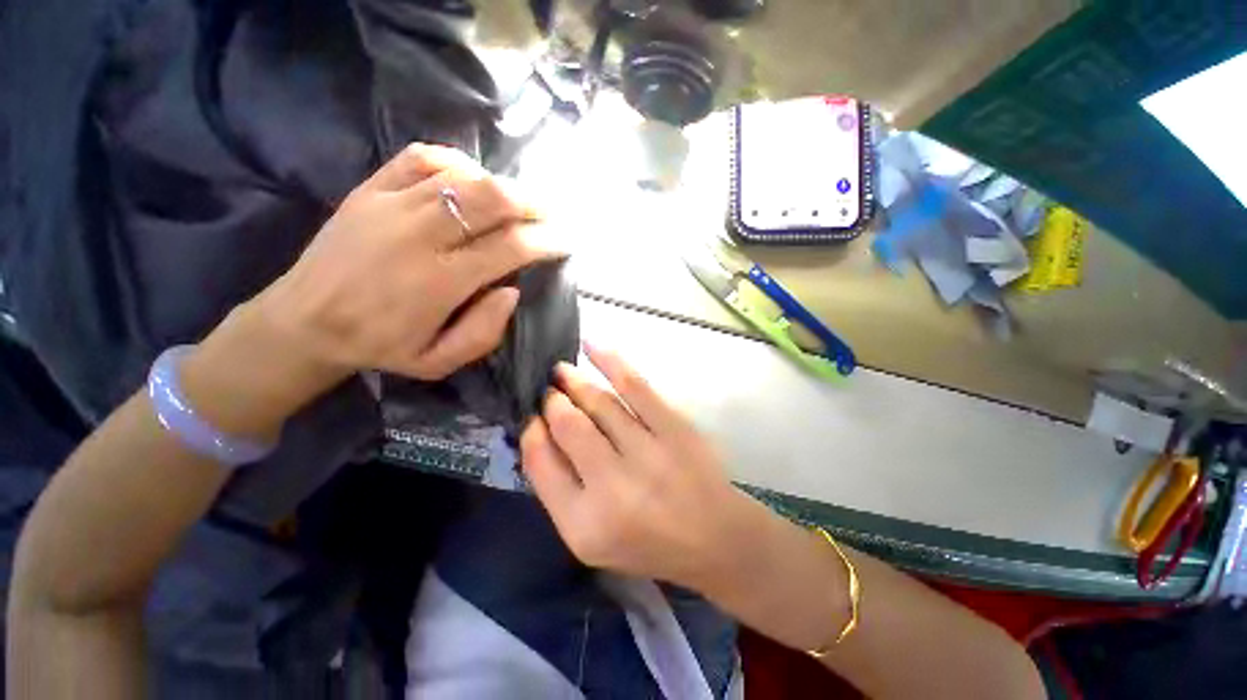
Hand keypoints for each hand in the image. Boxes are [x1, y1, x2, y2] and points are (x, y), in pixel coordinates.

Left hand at [256, 143, 565, 382]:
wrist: (304, 321)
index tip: (564, 242)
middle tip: (550, 218)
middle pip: (492, 199)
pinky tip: (472, 179)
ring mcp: (390, 205)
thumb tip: (513, 289)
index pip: (510, 247)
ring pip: (463, 176)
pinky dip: (457, 163)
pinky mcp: (369, 189)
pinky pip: (422, 158)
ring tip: (520, 203)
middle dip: (533, 205)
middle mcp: (419, 235)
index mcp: (440, 282)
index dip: (546, 240)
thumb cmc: (381, 347)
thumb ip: (484, 332)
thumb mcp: (440, 363)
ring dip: (503, 186)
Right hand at [520, 343, 760, 589]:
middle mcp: (614, 487)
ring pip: (599, 402)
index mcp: (585, 524)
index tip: (531, 417)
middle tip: (548, 391)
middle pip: (569, 425)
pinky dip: (609, 360)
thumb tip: (539, 432)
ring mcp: (648, 452)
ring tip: (561, 371)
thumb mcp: (589, 538)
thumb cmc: (646, 542)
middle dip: (552, 401)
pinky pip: (634, 385)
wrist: (713, 536)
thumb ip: (559, 490)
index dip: (531, 432)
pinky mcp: (674, 427)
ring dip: (574, 381)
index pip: (541, 464)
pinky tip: (590, 345)